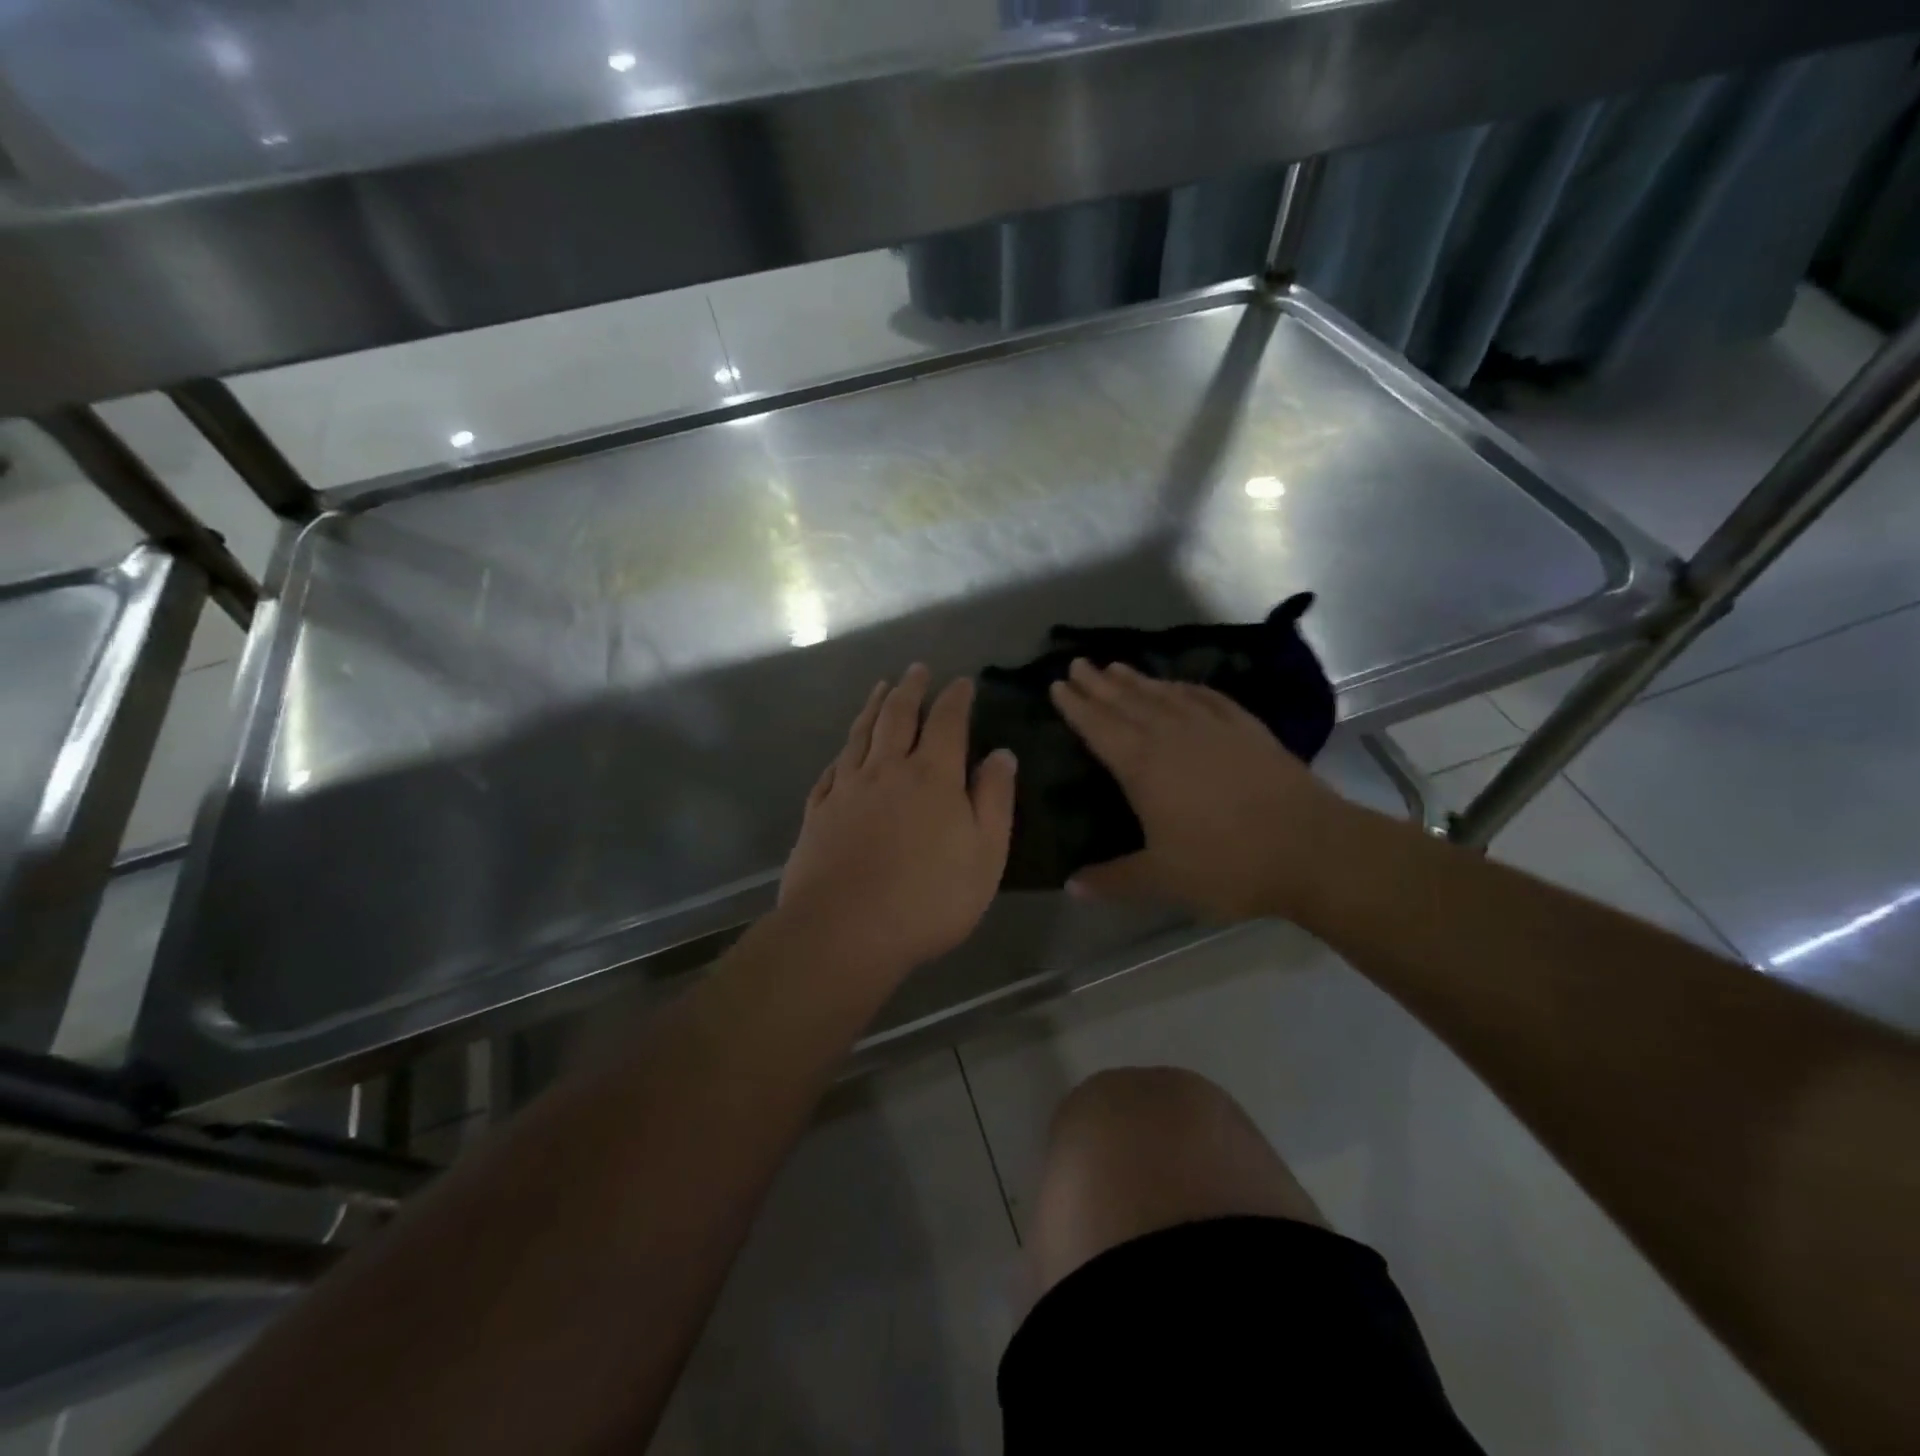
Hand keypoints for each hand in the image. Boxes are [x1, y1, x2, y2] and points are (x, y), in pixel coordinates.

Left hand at [778, 665, 1016, 980]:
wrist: (844, 930)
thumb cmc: (928, 898)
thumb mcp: (984, 854)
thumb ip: (994, 800)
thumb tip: (1001, 754)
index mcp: (932, 776)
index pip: (947, 722)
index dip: (956, 698)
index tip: (962, 681)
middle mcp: (887, 770)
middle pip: (898, 717)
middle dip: (911, 689)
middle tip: (917, 669)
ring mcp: (847, 789)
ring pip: (862, 734)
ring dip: (874, 706)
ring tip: (882, 687)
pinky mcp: (819, 812)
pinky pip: (832, 768)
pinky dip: (843, 750)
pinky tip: (845, 748)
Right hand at [1049, 660, 1345, 919]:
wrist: (1311, 848)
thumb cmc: (1227, 864)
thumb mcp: (1163, 879)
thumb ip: (1113, 880)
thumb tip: (1070, 886)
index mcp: (1143, 766)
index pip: (1099, 727)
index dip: (1076, 706)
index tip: (1057, 685)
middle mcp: (1172, 736)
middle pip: (1126, 702)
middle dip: (1098, 683)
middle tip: (1077, 663)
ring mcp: (1212, 727)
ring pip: (1164, 695)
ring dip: (1137, 680)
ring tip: (1116, 666)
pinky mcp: (1246, 728)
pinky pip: (1205, 697)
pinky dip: (1185, 687)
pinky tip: (1178, 685)